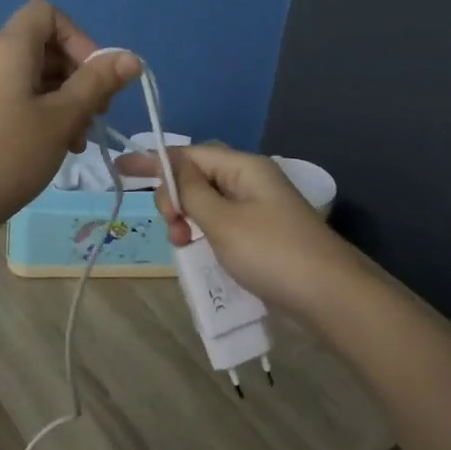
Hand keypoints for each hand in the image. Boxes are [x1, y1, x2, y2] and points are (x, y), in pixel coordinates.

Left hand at [0, 0, 140, 231]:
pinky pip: (16, 97)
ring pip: (33, 76)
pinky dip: (41, 111)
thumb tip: (131, 57)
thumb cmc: (10, 155)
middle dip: (78, 75)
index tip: (96, 76)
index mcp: (7, 49)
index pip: (47, 13)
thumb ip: (98, 83)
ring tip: (78, 139)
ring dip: (64, 99)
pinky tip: (55, 145)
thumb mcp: (63, 118)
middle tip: (97, 114)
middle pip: (44, 46)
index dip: (79, 37)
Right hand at [123, 144, 359, 314]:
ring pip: (207, 204)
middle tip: (173, 227)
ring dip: (188, 219)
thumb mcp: (223, 221)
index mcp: (244, 168)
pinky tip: (198, 251)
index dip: (155, 160)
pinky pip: (221, 224)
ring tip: (183, 244)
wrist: (329, 296)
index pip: (191, 153)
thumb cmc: (272, 253)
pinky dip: (205, 234)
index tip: (121, 168)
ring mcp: (258, 210)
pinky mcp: (261, 236)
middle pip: (198, 177)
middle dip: (175, 197)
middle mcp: (251, 182)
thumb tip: (173, 169)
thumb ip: (192, 194)